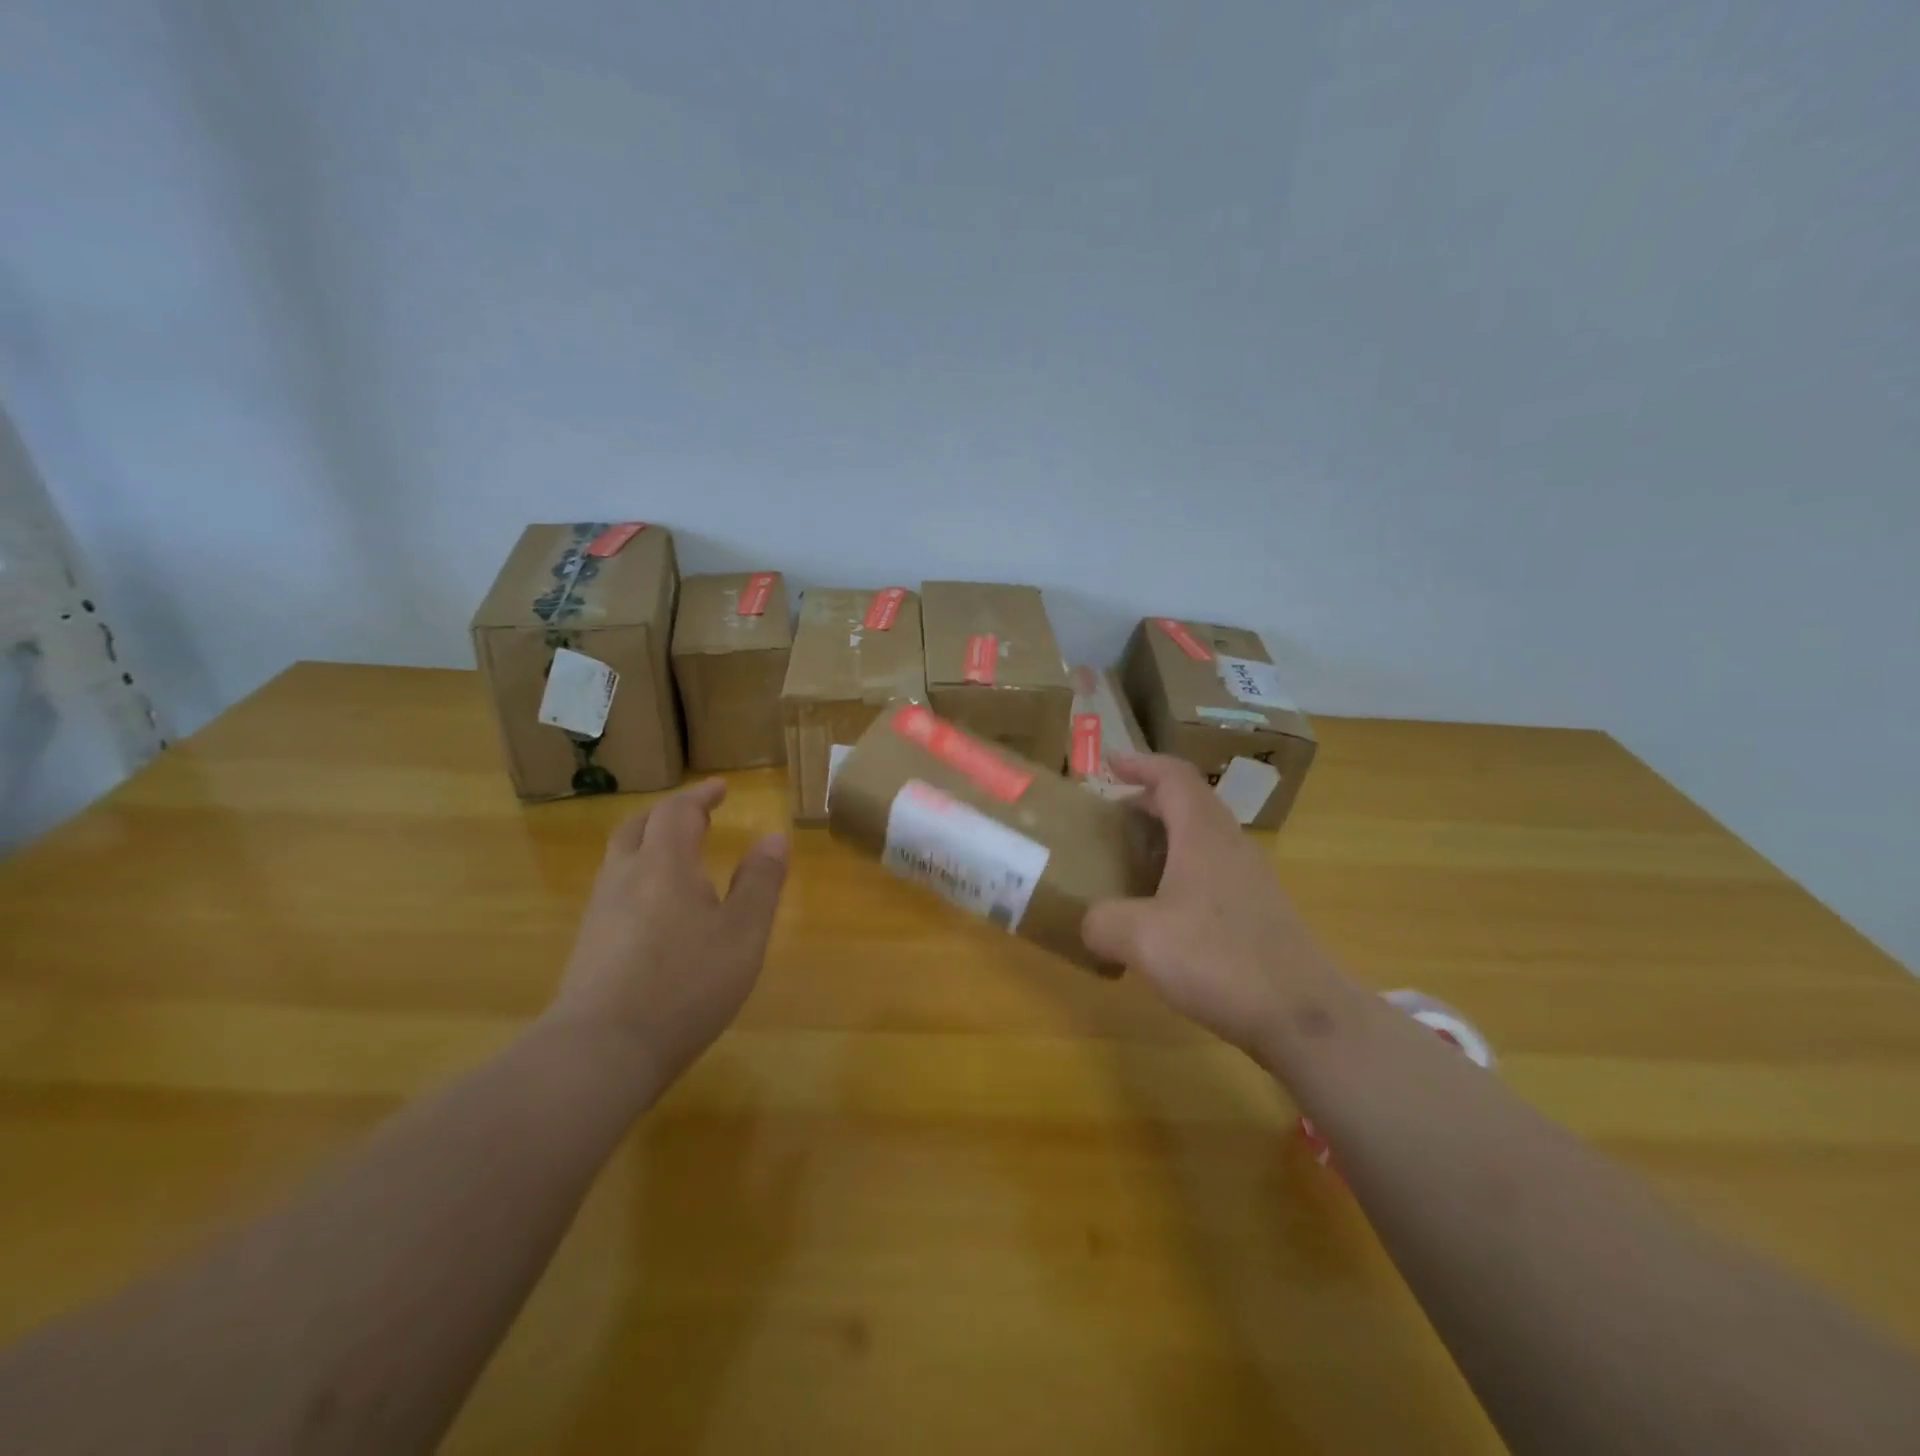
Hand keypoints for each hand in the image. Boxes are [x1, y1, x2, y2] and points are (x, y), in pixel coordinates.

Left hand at [547, 779, 788, 1100]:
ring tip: (677, 857)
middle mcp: (624, 878)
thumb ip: (760, 883)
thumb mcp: (742, 934)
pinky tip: (653, 909)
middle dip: (668, 814)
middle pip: (637, 827)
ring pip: (619, 859)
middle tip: (696, 815)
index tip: (720, 788)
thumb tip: (775, 837)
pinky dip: (637, 878)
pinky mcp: (587, 946)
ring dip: (648, 844)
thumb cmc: (685, 986)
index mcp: (665, 865)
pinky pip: (613, 891)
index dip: (700, 795)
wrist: (599, 1052)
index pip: (677, 812)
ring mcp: (599, 913)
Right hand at [1081, 754, 1341, 1061]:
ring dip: (1165, 840)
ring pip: (1201, 840)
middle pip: (1188, 804)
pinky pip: (1211, 873)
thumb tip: (1090, 922)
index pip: (1174, 776)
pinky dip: (1180, 874)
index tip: (1109, 765)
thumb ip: (1102, 921)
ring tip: (1129, 865)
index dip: (1141, 763)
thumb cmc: (1221, 960)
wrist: (1305, 1016)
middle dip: (1147, 803)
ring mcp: (1250, 880)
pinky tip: (1160, 915)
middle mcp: (1230, 846)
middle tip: (1110, 822)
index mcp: (1203, 834)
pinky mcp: (1259, 912)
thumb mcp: (1142, 939)